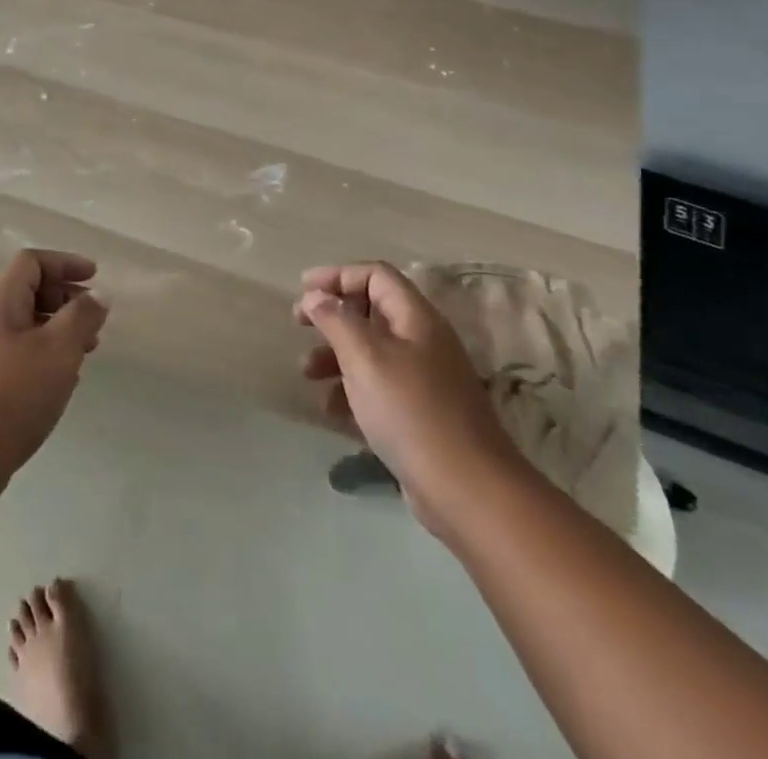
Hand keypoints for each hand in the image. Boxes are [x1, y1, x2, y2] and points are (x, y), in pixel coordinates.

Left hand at [0, 250, 107, 495]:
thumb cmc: (13, 394)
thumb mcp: (59, 349)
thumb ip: (82, 317)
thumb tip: (97, 295)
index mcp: (0, 302)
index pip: (31, 262)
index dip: (65, 263)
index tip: (95, 279)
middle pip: (28, 292)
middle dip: (65, 299)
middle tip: (94, 322)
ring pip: (25, 327)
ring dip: (58, 331)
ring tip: (85, 353)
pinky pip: (18, 354)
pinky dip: (44, 356)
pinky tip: (62, 383)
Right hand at [296, 262, 529, 541]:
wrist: (468, 491)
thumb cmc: (411, 411)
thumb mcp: (365, 357)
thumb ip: (336, 320)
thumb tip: (315, 296)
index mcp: (416, 318)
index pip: (376, 275)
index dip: (338, 275)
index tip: (303, 289)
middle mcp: (423, 340)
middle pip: (372, 310)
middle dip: (332, 316)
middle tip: (299, 325)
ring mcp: (425, 379)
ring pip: (371, 350)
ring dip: (336, 355)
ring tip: (306, 373)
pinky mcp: (421, 413)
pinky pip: (378, 386)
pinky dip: (351, 388)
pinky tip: (331, 409)